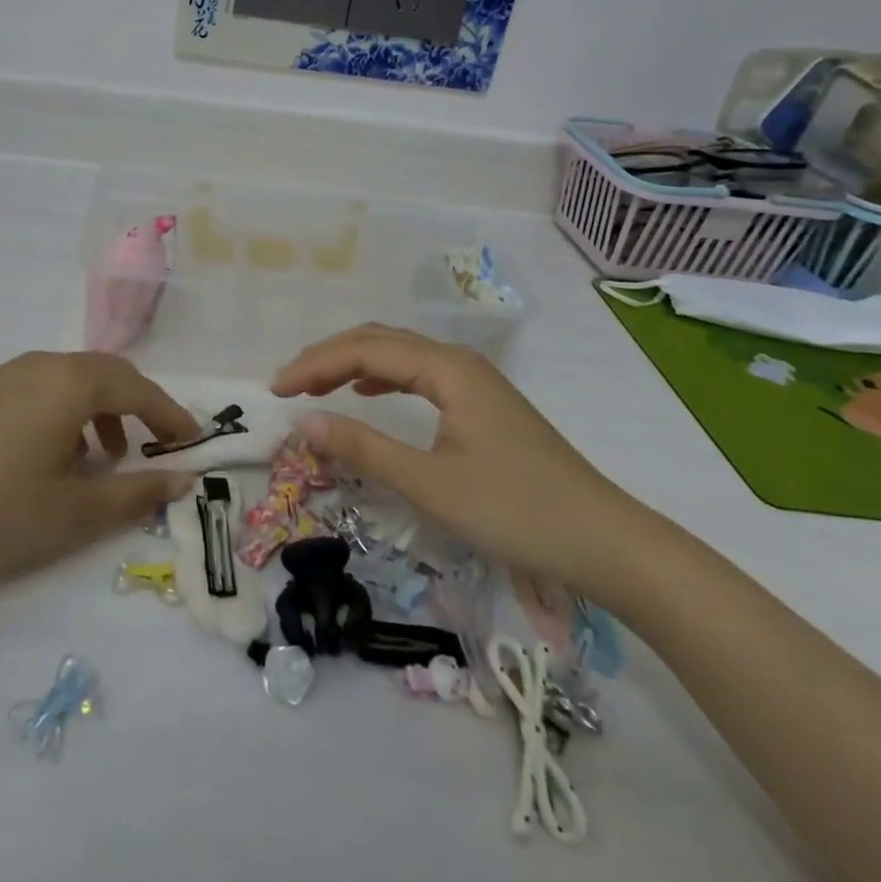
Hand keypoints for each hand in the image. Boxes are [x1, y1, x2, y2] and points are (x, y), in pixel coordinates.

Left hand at [0, 352, 197, 590]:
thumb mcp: (75, 513)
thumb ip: (136, 493)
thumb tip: (184, 478)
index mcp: (71, 382)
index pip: (139, 389)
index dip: (170, 415)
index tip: (193, 441)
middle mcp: (41, 364)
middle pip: (106, 373)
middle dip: (137, 406)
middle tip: (154, 443)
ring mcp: (4, 374)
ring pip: (70, 379)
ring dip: (99, 409)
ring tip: (100, 457)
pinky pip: (39, 388)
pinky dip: (63, 411)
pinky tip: (51, 454)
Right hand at [271, 324, 643, 591]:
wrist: (605, 541)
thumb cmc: (517, 511)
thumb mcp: (431, 484)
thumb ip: (364, 448)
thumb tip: (304, 421)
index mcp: (446, 368)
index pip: (364, 349)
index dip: (315, 364)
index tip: (275, 389)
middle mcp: (458, 362)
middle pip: (380, 340)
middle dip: (329, 356)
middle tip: (287, 385)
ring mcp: (474, 381)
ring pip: (399, 355)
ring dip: (353, 363)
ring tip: (315, 385)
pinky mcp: (481, 404)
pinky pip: (419, 374)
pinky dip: (382, 377)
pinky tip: (368, 391)